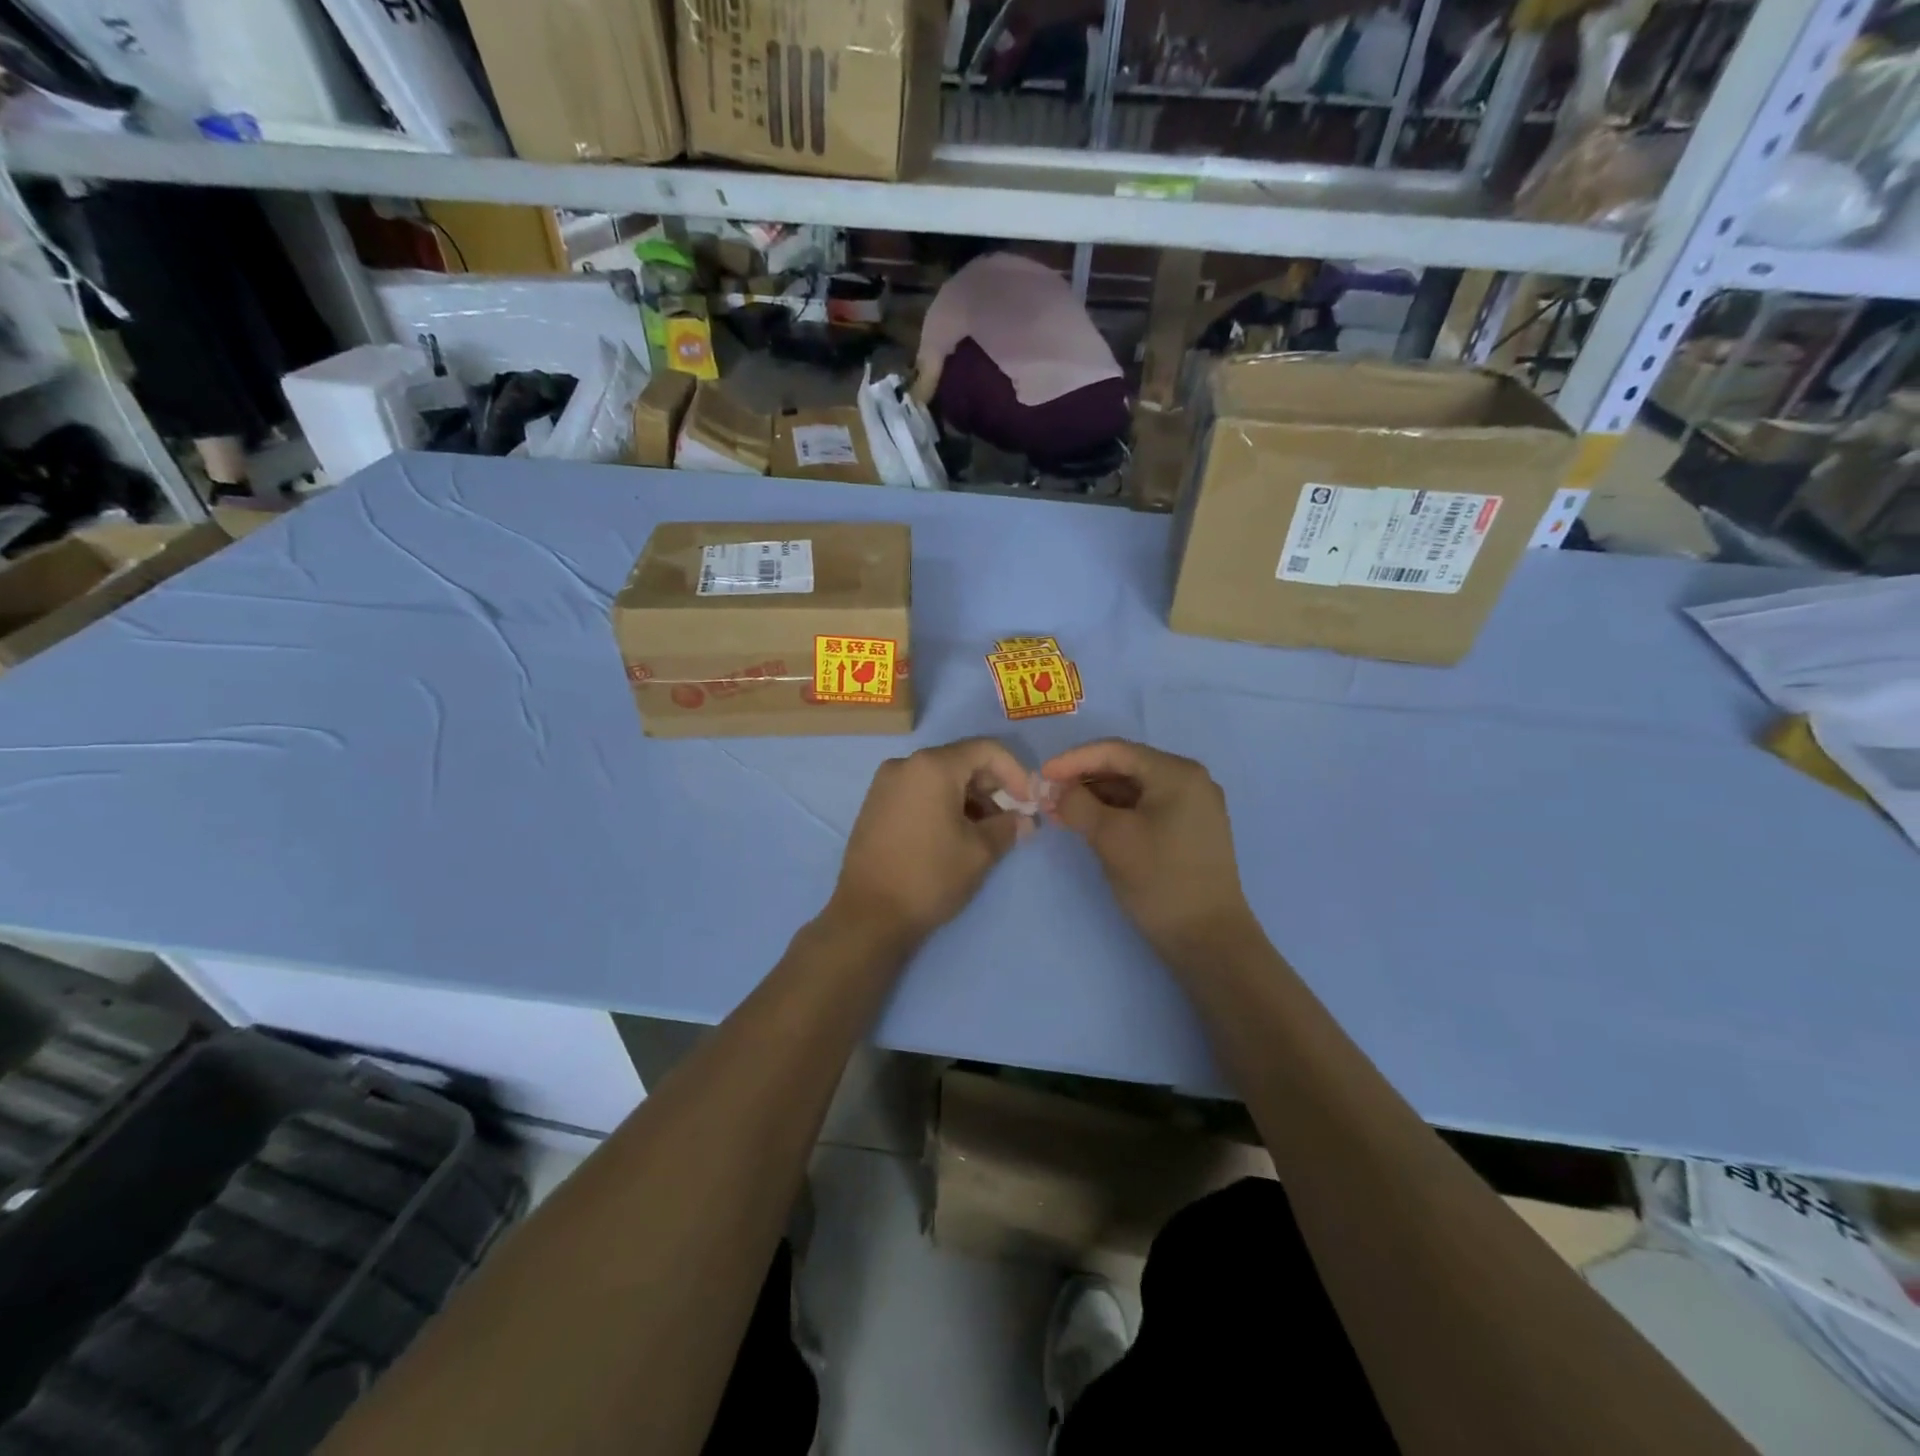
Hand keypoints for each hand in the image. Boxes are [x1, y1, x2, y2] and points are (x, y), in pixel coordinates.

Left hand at [827, 737, 1032, 949]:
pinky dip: (943, 803)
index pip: (986, 750)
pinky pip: (919, 791)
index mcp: (932, 766)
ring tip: (984, 832)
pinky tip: (954, 834)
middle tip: (1010, 819)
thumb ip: (1008, 827)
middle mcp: (905, 764)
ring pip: (940, 777)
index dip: (1016, 772)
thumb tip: (1025, 820)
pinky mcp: (875, 804)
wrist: (868, 915)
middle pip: (961, 760)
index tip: (1029, 802)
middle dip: (992, 786)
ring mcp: (885, 783)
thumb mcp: (980, 852)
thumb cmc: (930, 877)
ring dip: (969, 797)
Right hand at [1042, 739, 1260, 964]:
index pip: (1115, 751)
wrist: (1209, 940)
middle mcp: (1190, 780)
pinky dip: (1115, 812)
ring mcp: (1193, 806)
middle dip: (1083, 780)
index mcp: (1177, 773)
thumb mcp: (1111, 838)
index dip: (1073, 760)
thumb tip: (1051, 788)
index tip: (1041, 775)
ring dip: (1096, 797)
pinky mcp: (1189, 829)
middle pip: (1125, 767)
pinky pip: (1145, 807)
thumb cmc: (1160, 881)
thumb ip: (1076, 805)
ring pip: (1133, 789)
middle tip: (1047, 796)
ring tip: (1060, 813)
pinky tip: (1088, 824)